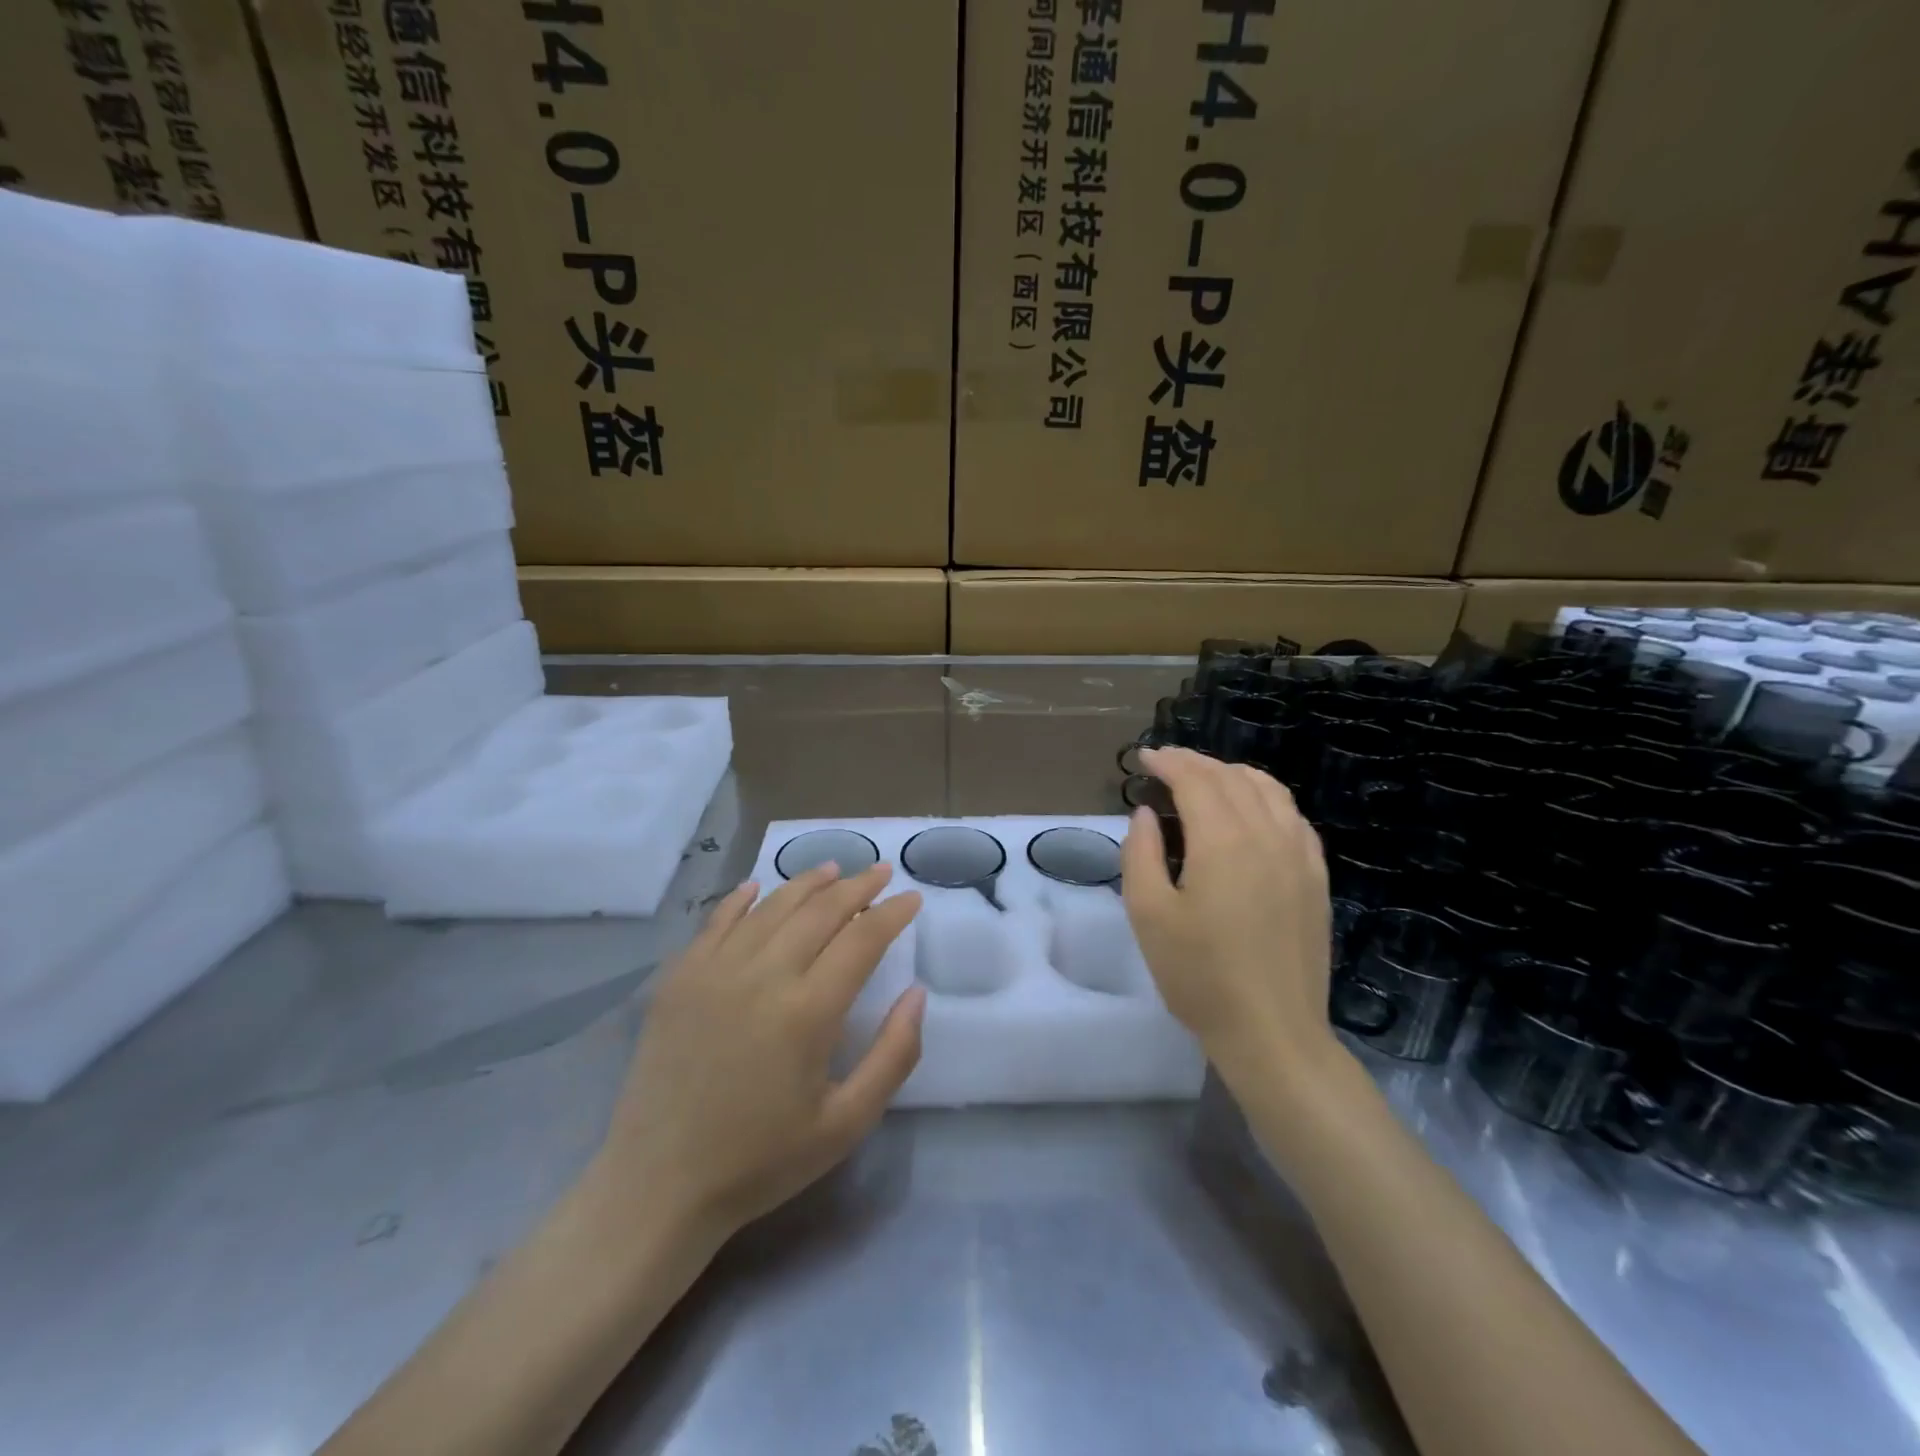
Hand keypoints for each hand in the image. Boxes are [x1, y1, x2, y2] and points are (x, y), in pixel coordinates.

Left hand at [590, 863, 924, 1242]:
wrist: (659, 1185)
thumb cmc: (761, 1160)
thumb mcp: (845, 1124)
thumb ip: (893, 1056)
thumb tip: (917, 993)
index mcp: (808, 1011)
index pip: (862, 939)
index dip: (892, 913)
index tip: (912, 899)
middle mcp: (762, 975)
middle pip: (820, 911)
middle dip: (857, 886)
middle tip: (881, 871)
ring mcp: (715, 970)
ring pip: (771, 906)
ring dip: (807, 883)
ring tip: (833, 869)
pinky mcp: (680, 978)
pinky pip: (717, 921)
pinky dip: (742, 899)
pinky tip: (758, 886)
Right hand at [1120, 746, 1340, 1081]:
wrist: (1273, 1032)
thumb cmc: (1199, 976)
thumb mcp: (1149, 914)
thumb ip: (1141, 853)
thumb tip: (1147, 814)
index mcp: (1223, 841)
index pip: (1195, 779)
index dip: (1168, 762)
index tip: (1144, 758)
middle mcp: (1267, 835)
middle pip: (1230, 778)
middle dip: (1195, 763)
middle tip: (1165, 763)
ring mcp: (1299, 855)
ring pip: (1268, 790)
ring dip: (1232, 774)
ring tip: (1205, 778)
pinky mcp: (1316, 877)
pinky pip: (1293, 817)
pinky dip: (1266, 797)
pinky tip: (1252, 810)